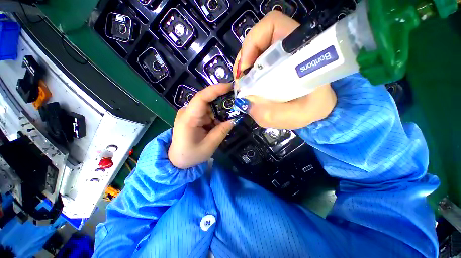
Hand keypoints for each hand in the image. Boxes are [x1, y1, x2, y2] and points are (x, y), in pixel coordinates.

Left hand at [168, 83, 234, 168]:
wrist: (177, 161)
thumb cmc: (191, 155)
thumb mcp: (209, 146)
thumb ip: (222, 131)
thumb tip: (234, 119)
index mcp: (188, 118)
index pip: (201, 98)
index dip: (216, 90)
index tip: (230, 86)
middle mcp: (187, 112)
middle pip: (207, 101)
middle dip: (221, 104)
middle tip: (234, 108)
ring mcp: (189, 113)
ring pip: (208, 107)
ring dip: (218, 113)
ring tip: (223, 123)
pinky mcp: (192, 117)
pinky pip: (207, 113)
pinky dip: (214, 117)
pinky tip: (216, 126)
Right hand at [233, 11, 336, 128]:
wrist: (317, 108)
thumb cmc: (313, 110)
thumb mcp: (296, 115)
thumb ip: (271, 113)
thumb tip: (245, 101)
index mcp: (301, 50)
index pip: (273, 25)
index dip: (253, 42)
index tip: (246, 68)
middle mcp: (290, 47)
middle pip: (259, 39)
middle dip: (244, 58)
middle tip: (241, 80)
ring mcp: (281, 55)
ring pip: (255, 51)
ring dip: (245, 68)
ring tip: (244, 85)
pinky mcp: (275, 64)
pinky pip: (256, 63)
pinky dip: (248, 74)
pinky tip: (249, 86)